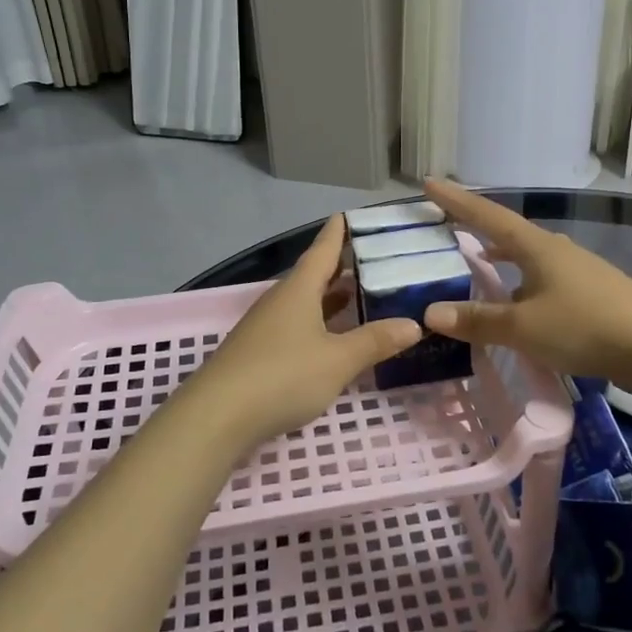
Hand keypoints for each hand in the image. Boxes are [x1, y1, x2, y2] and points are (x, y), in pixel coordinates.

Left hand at [171, 215, 420, 453]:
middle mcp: (280, 301)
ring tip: (360, 295)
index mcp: (298, 290)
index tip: (347, 214)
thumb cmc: (282, 376)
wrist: (217, 417)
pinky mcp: (258, 354)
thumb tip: (413, 324)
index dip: (337, 233)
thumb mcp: (338, 360)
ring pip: (304, 304)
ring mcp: (265, 328)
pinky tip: (332, 338)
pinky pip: (296, 327)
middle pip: (313, 277)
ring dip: (330, 299)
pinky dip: (319, 324)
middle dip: (340, 268)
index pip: (322, 251)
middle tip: (373, 260)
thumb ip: (375, 341)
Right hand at [419, 180, 631, 401]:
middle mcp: (557, 250)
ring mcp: (579, 270)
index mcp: (537, 247)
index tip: (428, 182)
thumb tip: (429, 313)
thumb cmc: (585, 328)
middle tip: (451, 225)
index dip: (456, 201)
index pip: (487, 216)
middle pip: (509, 232)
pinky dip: (523, 282)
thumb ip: (478, 321)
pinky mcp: (594, 293)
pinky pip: (545, 279)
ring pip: (530, 257)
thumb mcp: (524, 327)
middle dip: (479, 228)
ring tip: (482, 263)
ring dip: (503, 258)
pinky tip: (521, 303)